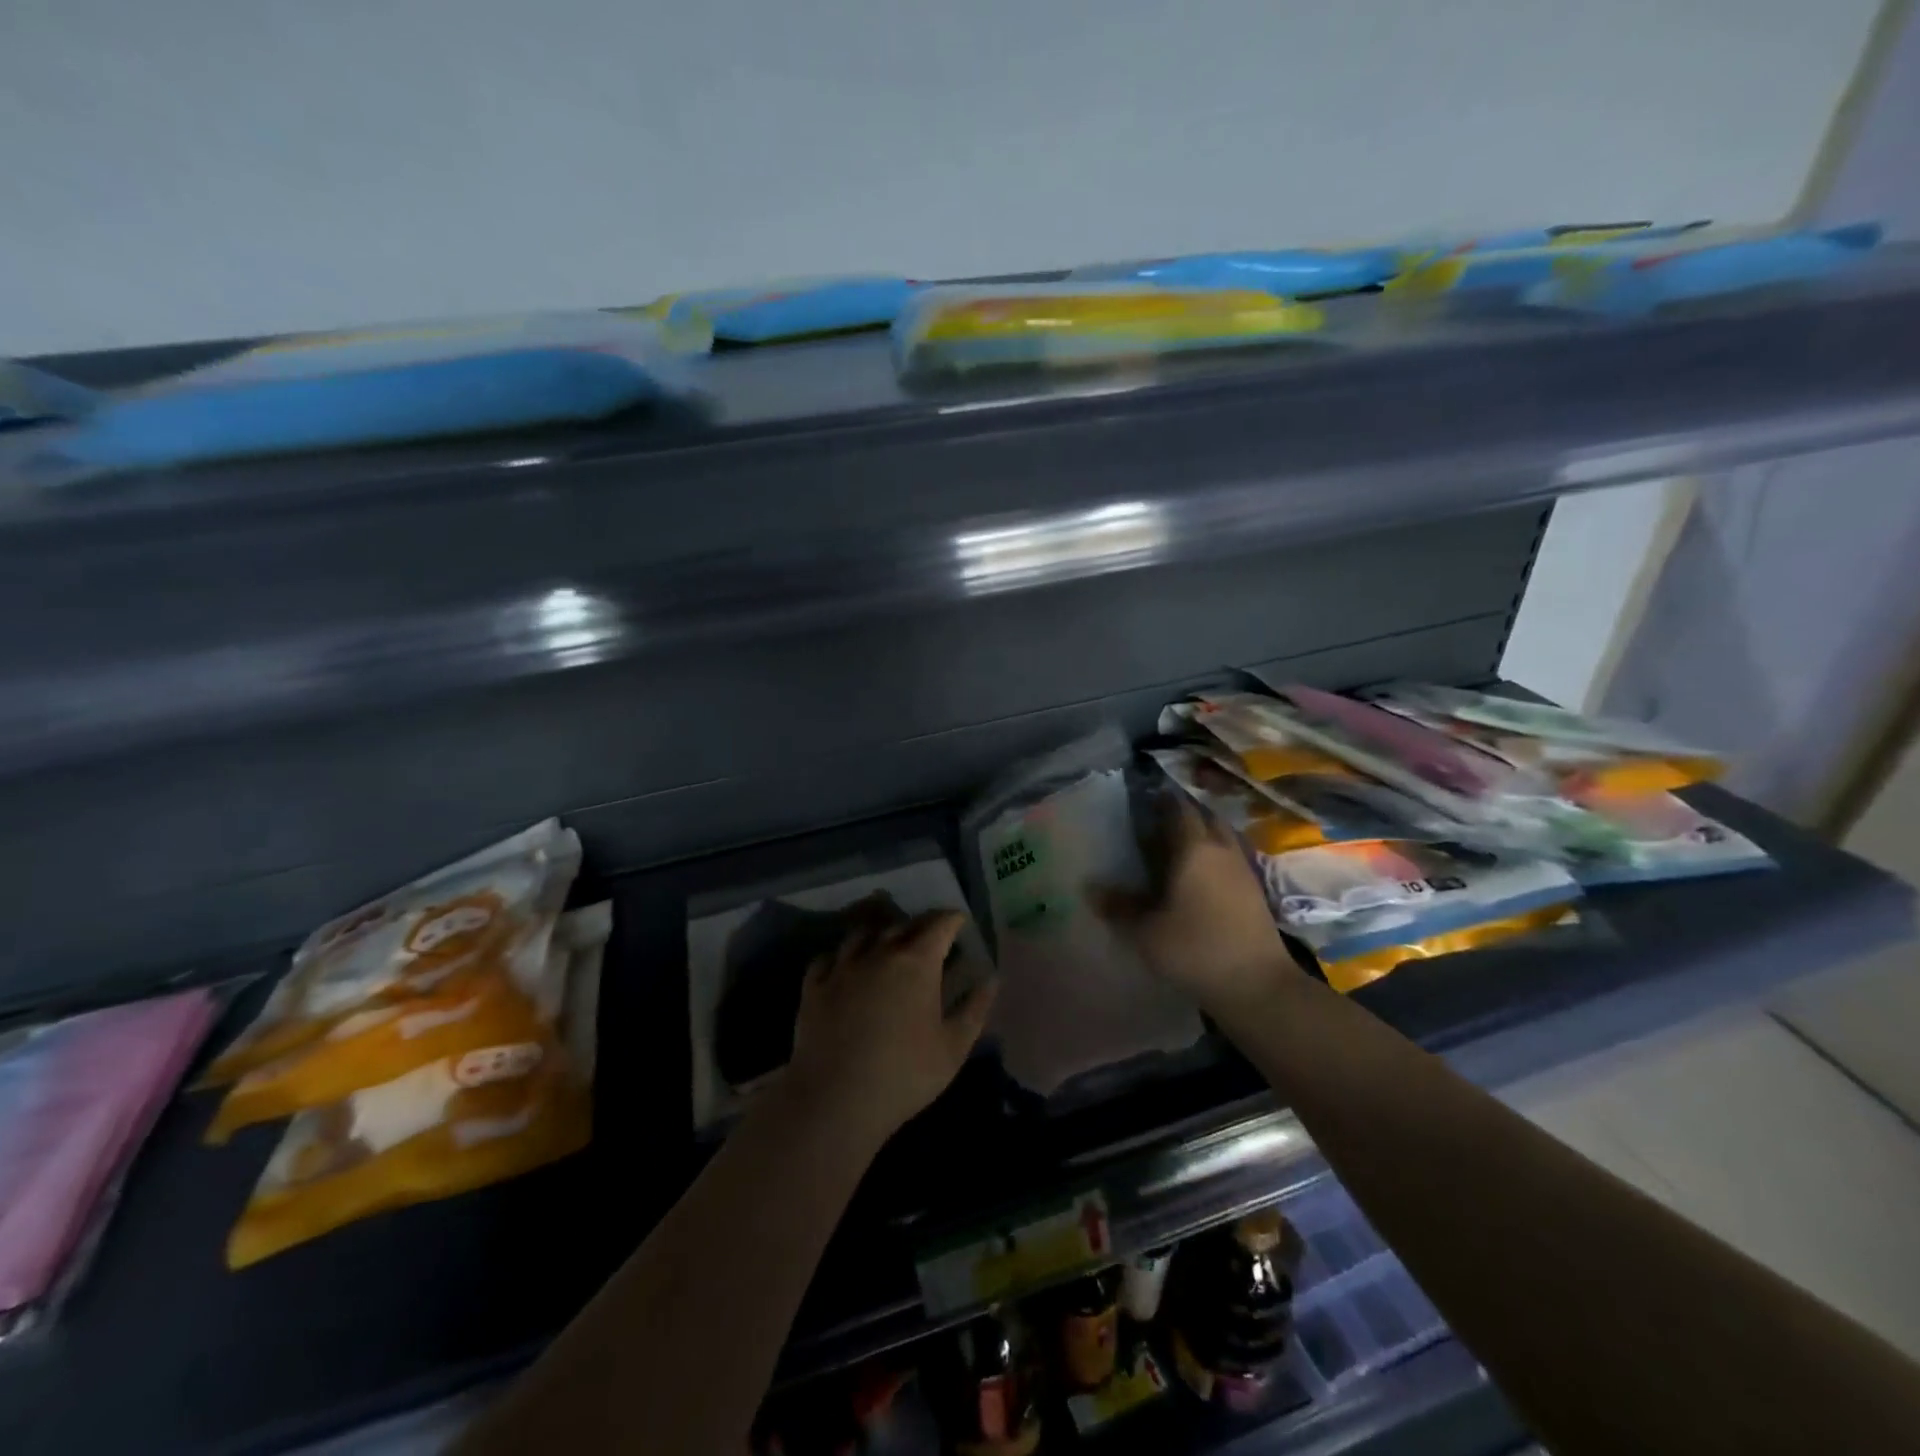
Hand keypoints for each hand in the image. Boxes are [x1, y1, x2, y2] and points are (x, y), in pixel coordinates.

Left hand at [782, 910, 997, 1151]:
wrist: (835, 1100)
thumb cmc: (904, 1075)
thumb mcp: (953, 1048)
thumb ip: (974, 1009)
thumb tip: (991, 979)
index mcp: (917, 963)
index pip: (940, 924)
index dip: (953, 919)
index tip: (961, 921)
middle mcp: (879, 953)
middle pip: (903, 924)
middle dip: (920, 924)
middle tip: (930, 933)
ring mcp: (843, 967)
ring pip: (862, 934)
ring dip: (879, 932)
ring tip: (886, 942)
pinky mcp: (814, 985)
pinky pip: (828, 957)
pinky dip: (842, 955)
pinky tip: (845, 965)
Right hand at [1095, 796, 1303, 1018]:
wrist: (1257, 985)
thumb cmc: (1195, 949)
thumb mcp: (1146, 932)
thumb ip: (1118, 907)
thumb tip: (1089, 888)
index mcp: (1193, 848)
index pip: (1178, 809)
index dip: (1162, 799)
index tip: (1145, 796)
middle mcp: (1221, 849)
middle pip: (1205, 817)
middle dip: (1184, 813)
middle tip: (1159, 820)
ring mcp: (1243, 869)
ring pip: (1222, 836)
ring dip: (1203, 833)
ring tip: (1178, 845)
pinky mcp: (1255, 891)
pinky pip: (1231, 858)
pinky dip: (1215, 856)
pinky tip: (1200, 875)